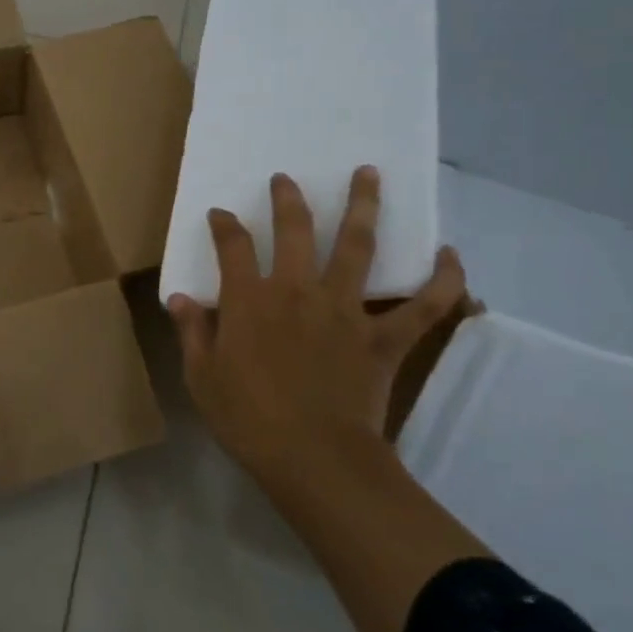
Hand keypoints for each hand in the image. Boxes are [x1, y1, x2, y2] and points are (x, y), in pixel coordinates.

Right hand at [167, 166, 466, 485]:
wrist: (314, 457)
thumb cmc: (247, 419)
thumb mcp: (202, 377)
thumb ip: (193, 332)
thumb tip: (181, 298)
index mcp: (249, 299)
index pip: (232, 246)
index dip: (224, 225)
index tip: (220, 214)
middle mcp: (296, 290)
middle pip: (295, 229)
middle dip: (288, 198)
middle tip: (286, 178)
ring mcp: (345, 310)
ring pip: (357, 246)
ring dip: (363, 206)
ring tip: (369, 174)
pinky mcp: (383, 337)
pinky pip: (422, 306)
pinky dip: (442, 281)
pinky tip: (451, 256)